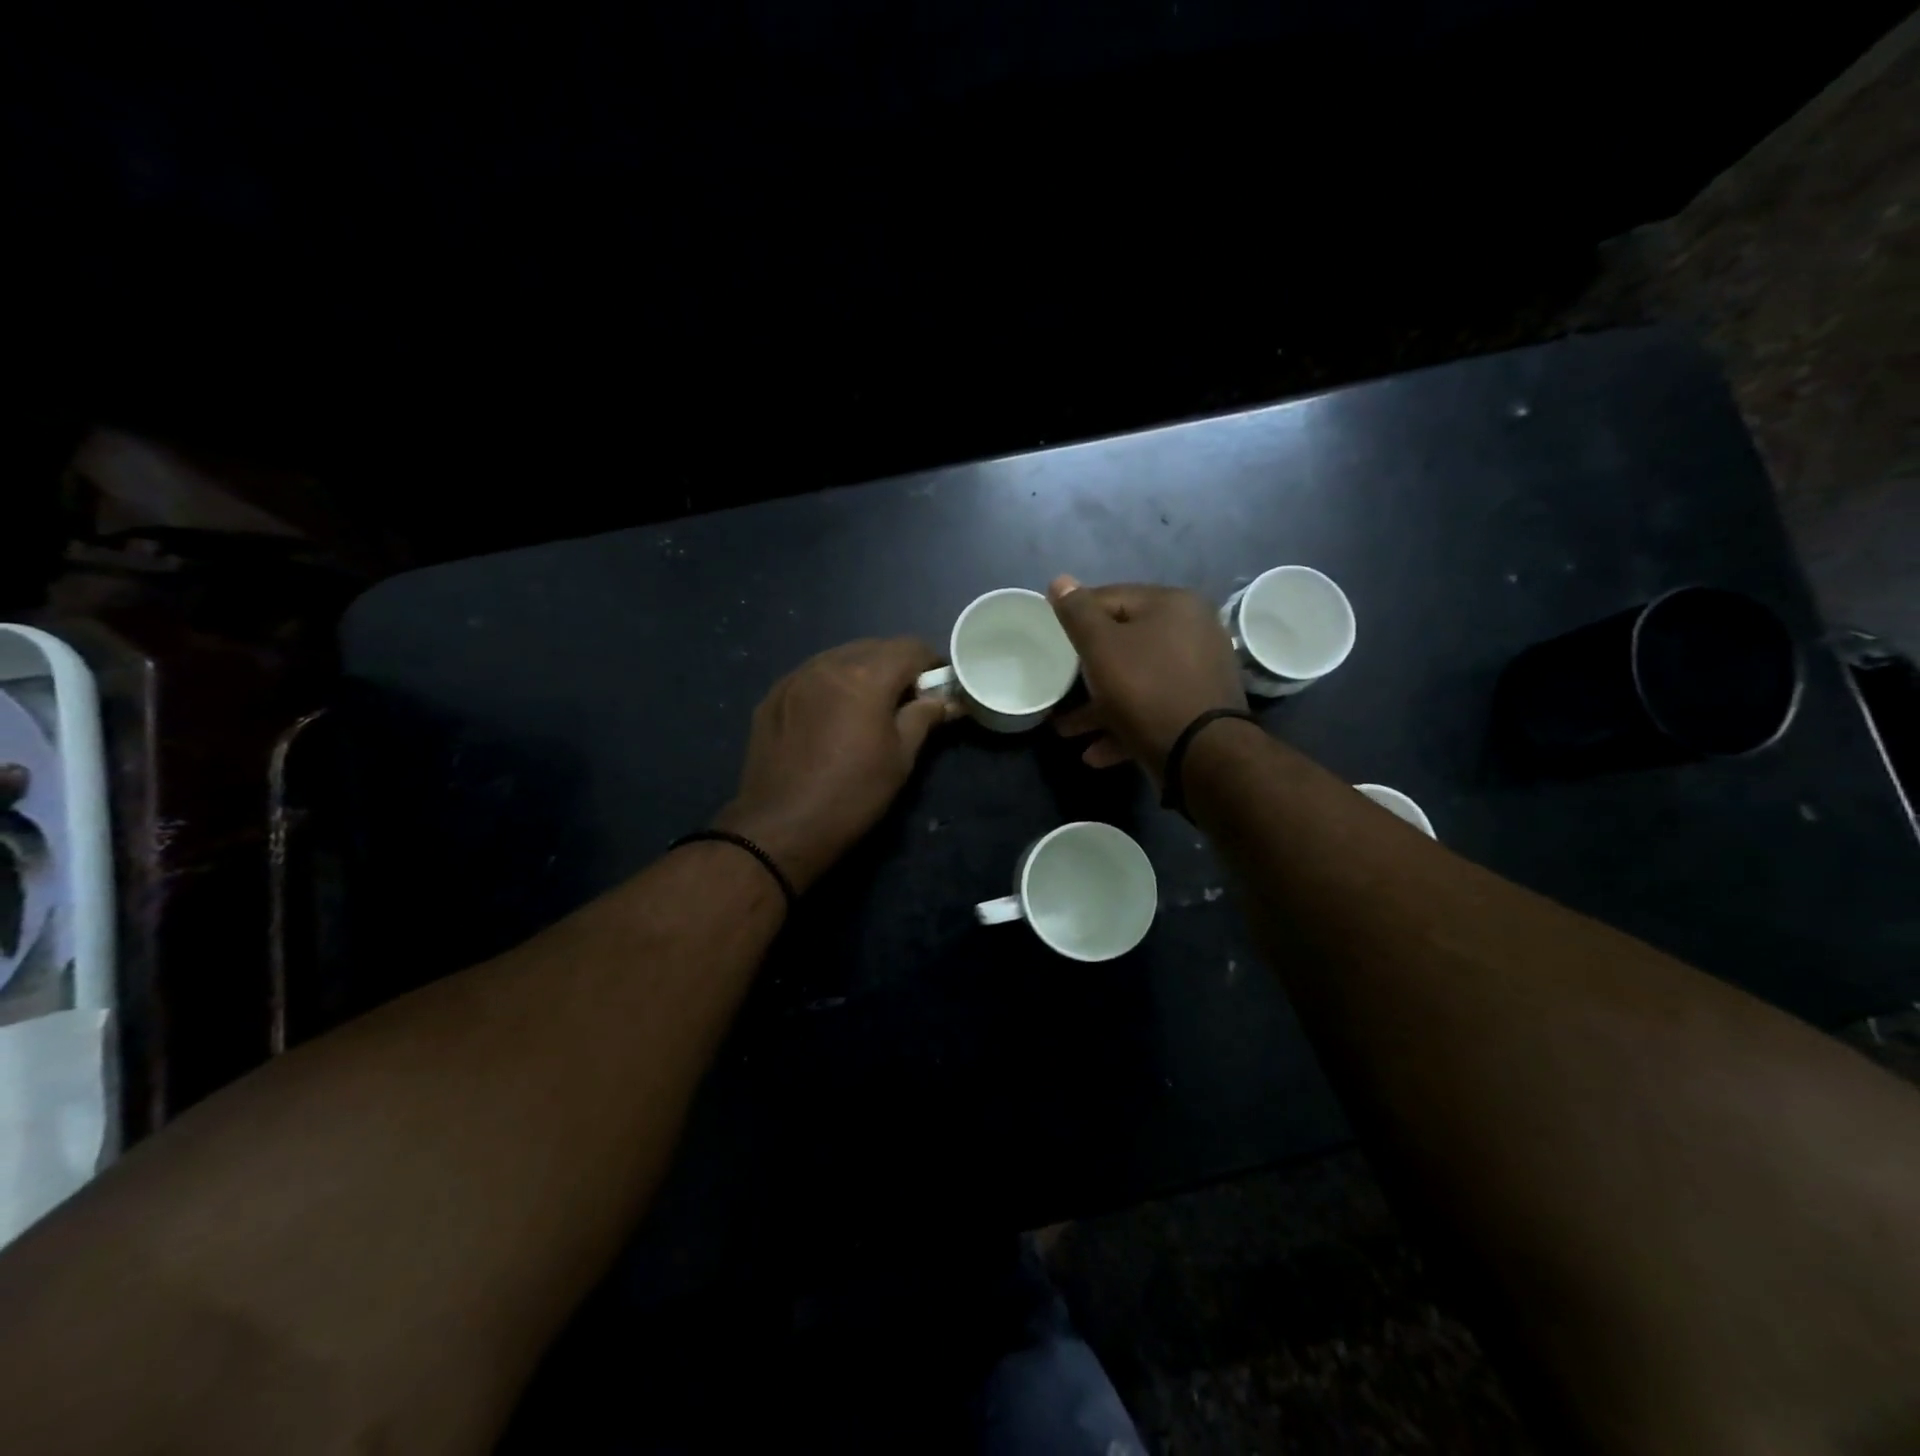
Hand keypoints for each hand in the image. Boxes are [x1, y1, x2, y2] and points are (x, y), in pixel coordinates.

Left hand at [714, 637, 955, 890]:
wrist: (781, 827)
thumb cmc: (853, 794)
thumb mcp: (900, 758)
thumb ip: (924, 717)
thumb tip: (946, 700)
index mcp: (866, 676)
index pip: (910, 647)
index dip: (932, 663)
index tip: (939, 687)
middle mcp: (828, 664)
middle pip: (874, 647)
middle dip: (897, 666)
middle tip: (907, 700)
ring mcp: (795, 678)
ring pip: (840, 658)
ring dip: (862, 672)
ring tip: (868, 707)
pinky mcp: (773, 696)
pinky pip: (812, 676)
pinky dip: (831, 685)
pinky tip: (832, 717)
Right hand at [1048, 575, 1246, 784]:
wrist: (1202, 755)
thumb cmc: (1145, 689)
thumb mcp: (1101, 647)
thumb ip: (1078, 613)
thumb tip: (1060, 580)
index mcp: (1172, 605)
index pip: (1110, 598)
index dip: (1075, 618)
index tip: (1050, 642)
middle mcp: (1193, 631)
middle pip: (1124, 644)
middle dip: (1085, 672)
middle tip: (1058, 689)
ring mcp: (1199, 673)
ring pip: (1137, 682)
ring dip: (1099, 707)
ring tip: (1067, 731)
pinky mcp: (1199, 710)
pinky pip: (1153, 709)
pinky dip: (1124, 726)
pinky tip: (1095, 752)